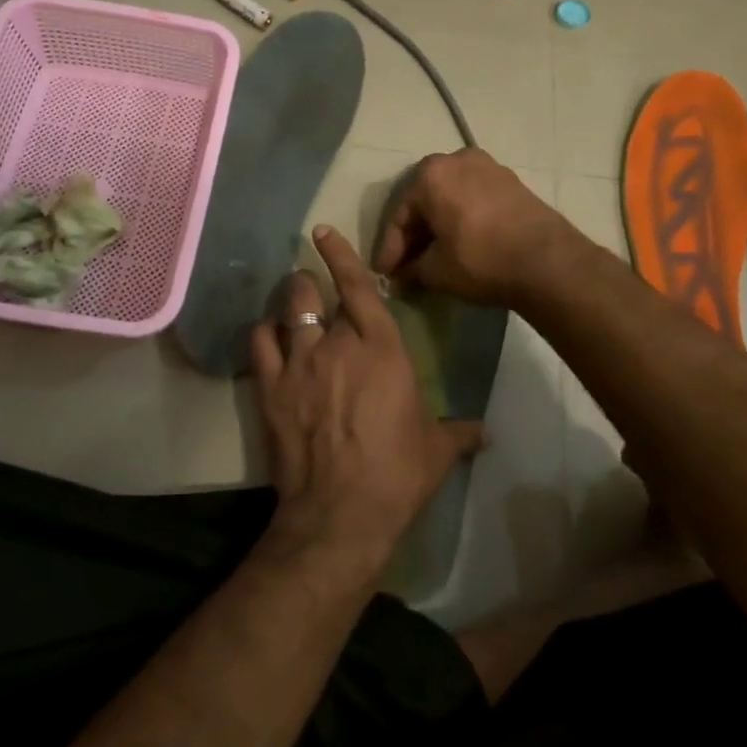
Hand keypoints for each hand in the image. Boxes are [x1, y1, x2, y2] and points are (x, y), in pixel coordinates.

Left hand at [250, 225, 482, 564]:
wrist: (341, 514)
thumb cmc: (397, 474)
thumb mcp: (438, 450)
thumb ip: (460, 432)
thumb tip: (486, 433)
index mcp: (381, 348)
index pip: (358, 286)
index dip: (341, 255)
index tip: (323, 232)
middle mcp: (336, 344)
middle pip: (313, 292)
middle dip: (310, 282)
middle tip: (311, 285)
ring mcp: (298, 364)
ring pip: (286, 311)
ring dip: (289, 301)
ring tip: (291, 303)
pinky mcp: (270, 389)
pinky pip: (260, 344)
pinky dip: (264, 334)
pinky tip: (269, 337)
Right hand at [373, 149, 575, 306]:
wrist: (548, 262)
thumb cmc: (481, 260)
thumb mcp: (436, 271)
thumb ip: (411, 269)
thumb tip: (401, 276)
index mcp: (431, 174)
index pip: (399, 215)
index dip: (389, 249)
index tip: (384, 274)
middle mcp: (457, 159)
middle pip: (424, 201)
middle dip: (414, 235)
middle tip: (406, 265)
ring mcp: (488, 167)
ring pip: (450, 198)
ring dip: (438, 226)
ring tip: (432, 257)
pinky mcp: (511, 181)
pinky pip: (473, 199)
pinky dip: (461, 219)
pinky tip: (459, 244)